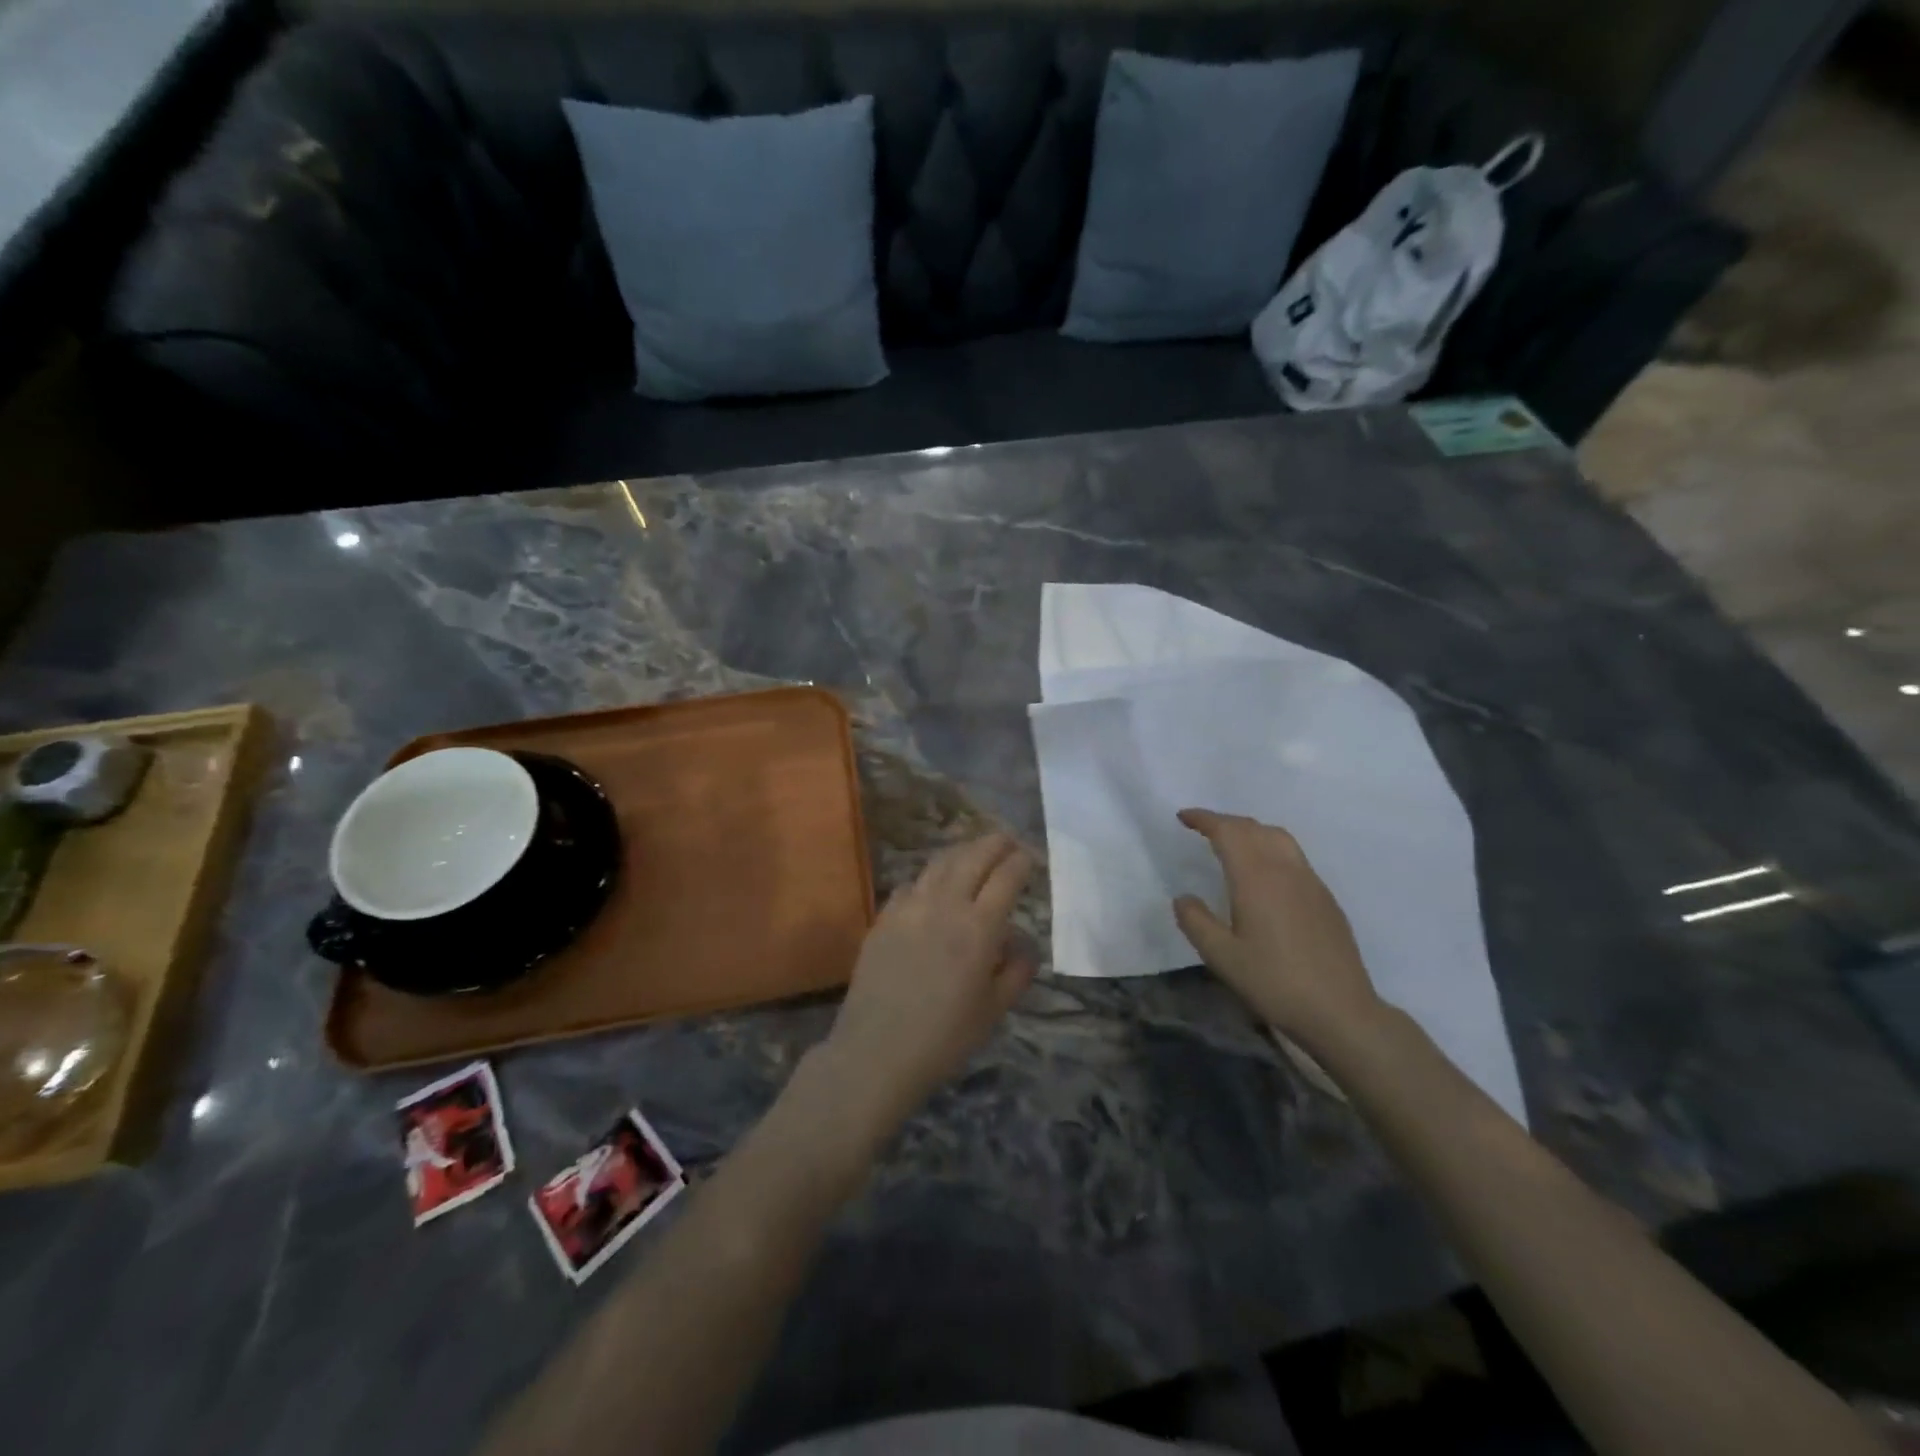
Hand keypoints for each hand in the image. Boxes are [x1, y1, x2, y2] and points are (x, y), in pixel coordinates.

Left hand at [821, 834, 1035, 1127]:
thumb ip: (1017, 970)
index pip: (1007, 877)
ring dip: (963, 852)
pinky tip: (934, 887)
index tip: (1031, 857)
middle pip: (974, 857)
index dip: (1022, 861)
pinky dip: (931, 876)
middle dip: (995, 843)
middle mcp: (945, 905)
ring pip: (940, 862)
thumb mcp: (995, 1010)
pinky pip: (911, 883)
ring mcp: (909, 906)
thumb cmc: (944, 1038)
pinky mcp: (884, 916)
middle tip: (1008, 840)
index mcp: (979, 928)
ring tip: (975, 853)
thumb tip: (1022, 942)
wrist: (876, 1051)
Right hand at [1172, 809, 1385, 1051]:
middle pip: (1254, 828)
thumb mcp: (1222, 957)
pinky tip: (1264, 874)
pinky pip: (1293, 856)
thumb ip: (1196, 922)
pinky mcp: (1326, 899)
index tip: (1183, 817)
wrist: (1341, 1011)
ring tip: (1233, 843)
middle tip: (1202, 828)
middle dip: (1225, 822)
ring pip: (1278, 838)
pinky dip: (1270, 848)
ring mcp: (1310, 882)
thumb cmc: (1274, 982)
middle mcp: (1285, 870)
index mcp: (1256, 878)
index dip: (1205, 819)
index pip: (1228, 832)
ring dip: (1251, 831)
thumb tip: (1183, 898)